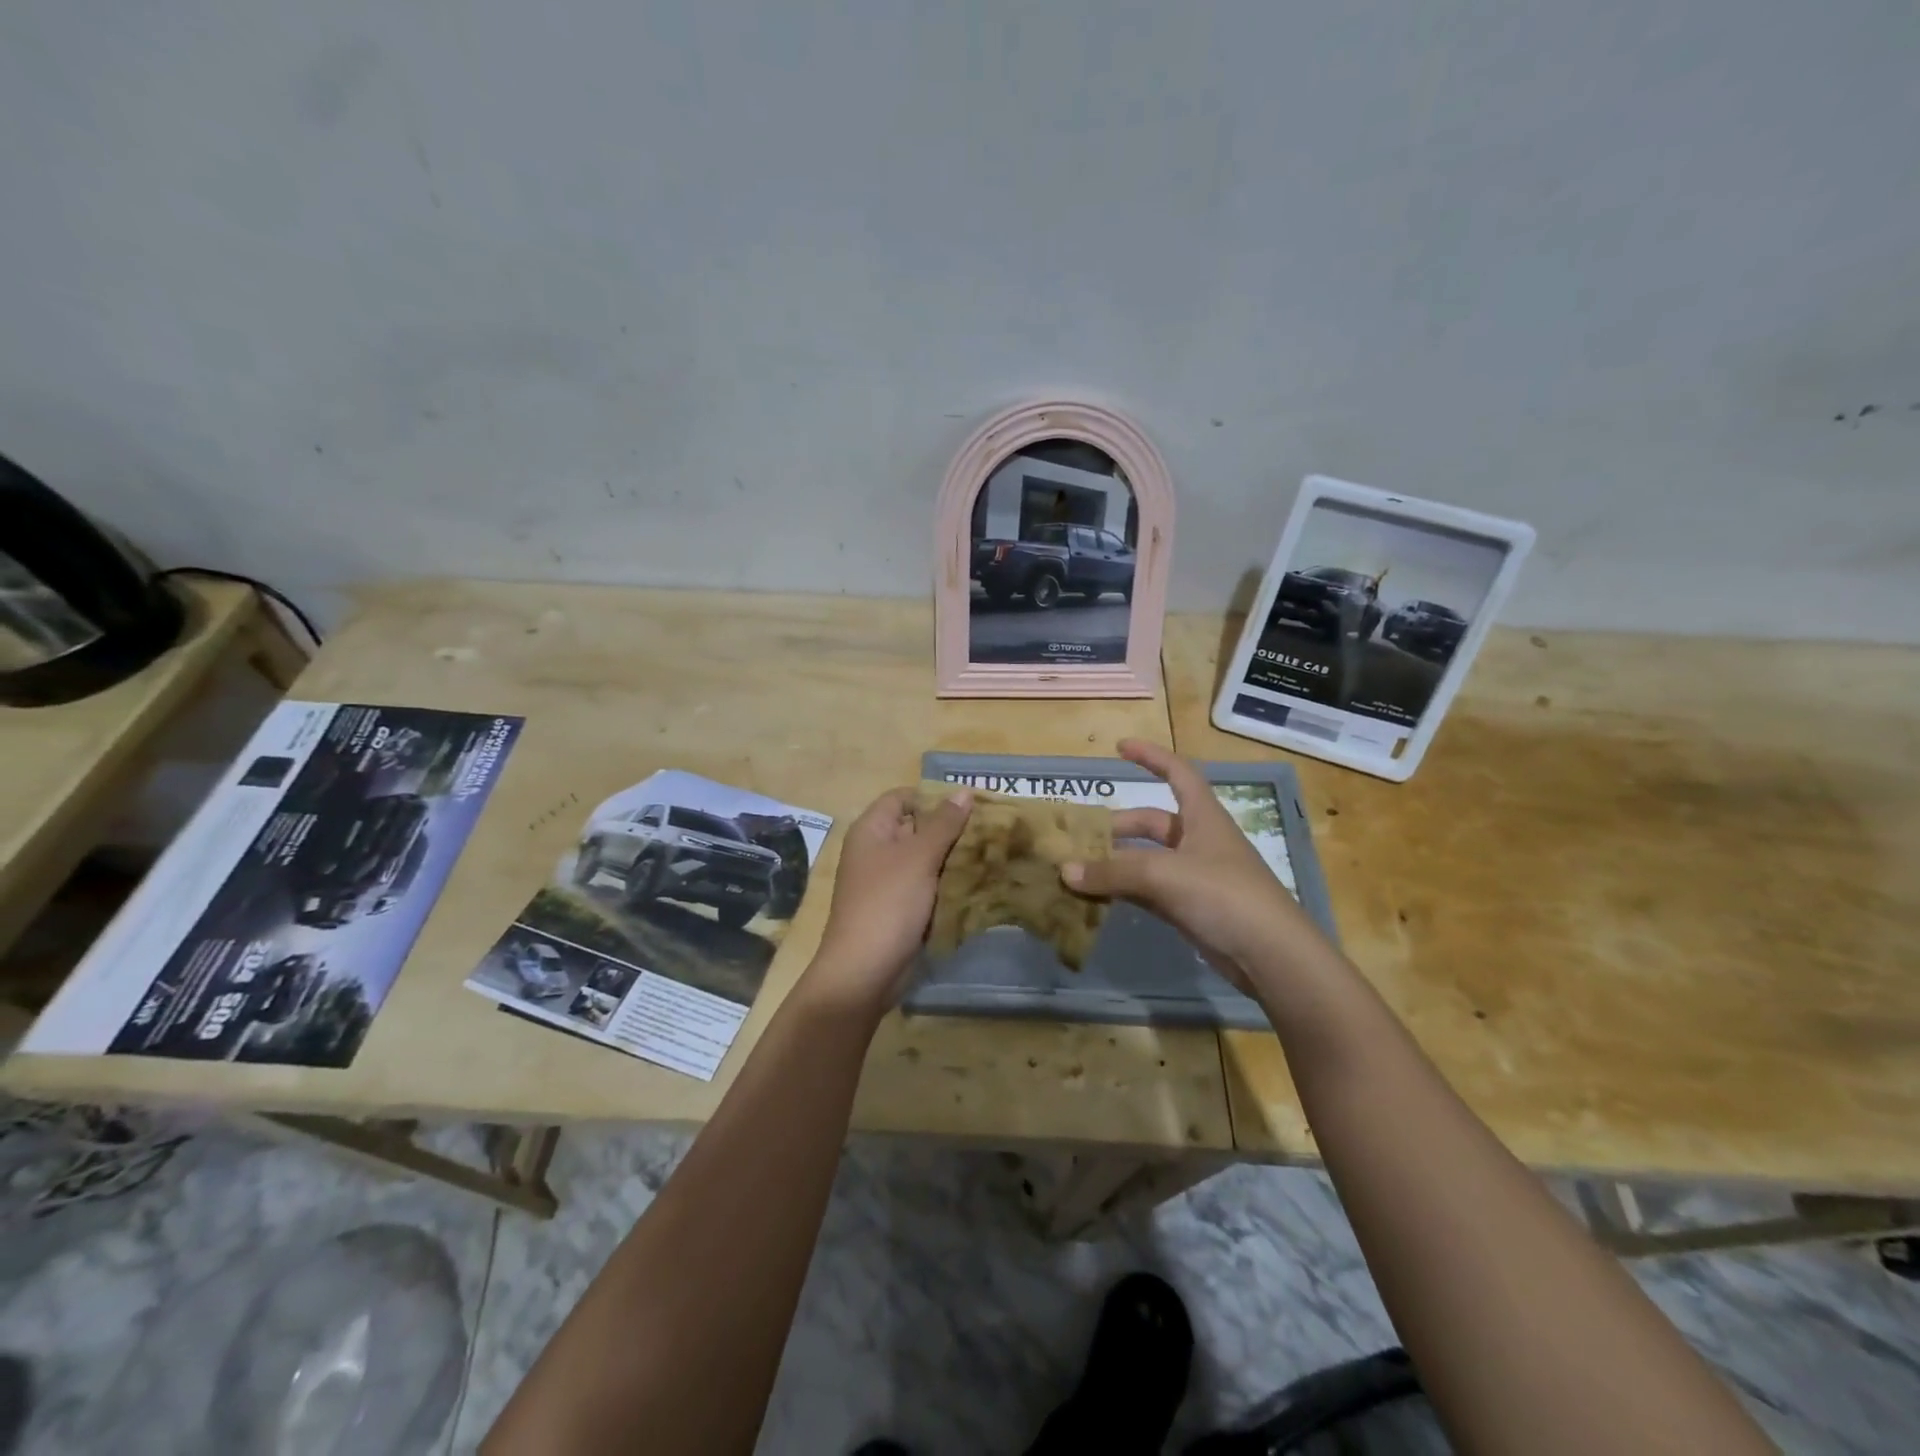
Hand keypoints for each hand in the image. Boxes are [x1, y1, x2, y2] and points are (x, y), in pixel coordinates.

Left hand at [808, 785, 972, 1014]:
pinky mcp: (899, 908)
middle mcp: (876, 851)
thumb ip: (944, 824)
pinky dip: (947, 883)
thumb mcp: (919, 857)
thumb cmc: (888, 903)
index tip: (970, 805)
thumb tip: (963, 792)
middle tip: (990, 829)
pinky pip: (926, 886)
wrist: (865, 971)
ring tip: (991, 853)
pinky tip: (977, 883)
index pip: (903, 797)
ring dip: (952, 857)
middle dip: (950, 828)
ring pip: (924, 859)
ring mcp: (887, 882)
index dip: (933, 797)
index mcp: (871, 830)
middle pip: (916, 827)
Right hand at [1061, 739, 1330, 995]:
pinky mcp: (1190, 908)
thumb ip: (1113, 872)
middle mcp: (1199, 841)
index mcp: (1203, 817)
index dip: (1151, 756)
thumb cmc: (1223, 895)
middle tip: (1079, 836)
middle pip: (1151, 822)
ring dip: (1116, 862)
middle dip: (1116, 826)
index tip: (1120, 747)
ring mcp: (1195, 876)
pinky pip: (1149, 890)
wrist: (1270, 955)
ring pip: (1146, 859)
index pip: (1177, 773)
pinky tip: (1097, 897)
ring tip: (1078, 867)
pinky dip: (1124, 890)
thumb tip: (1065, 870)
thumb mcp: (1164, 875)